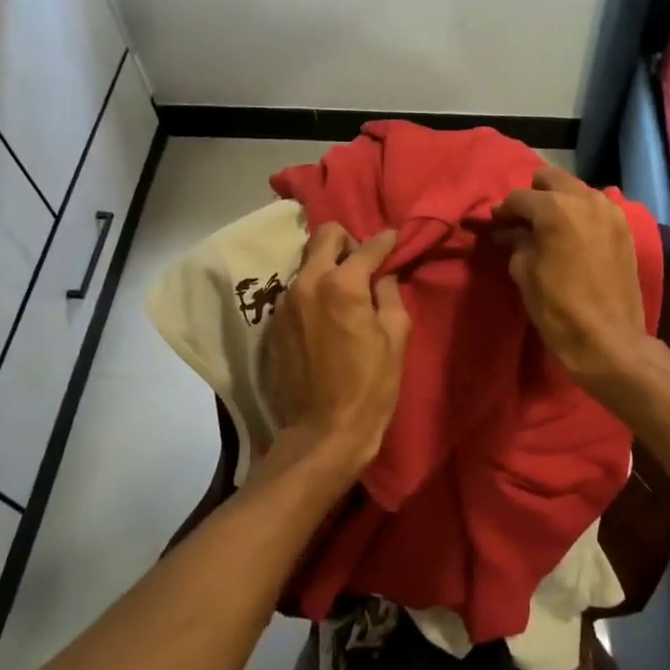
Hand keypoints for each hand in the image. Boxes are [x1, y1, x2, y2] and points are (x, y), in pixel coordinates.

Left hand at [262, 224, 409, 481]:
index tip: (393, 239)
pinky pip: (296, 291)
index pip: (367, 247)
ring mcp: (285, 303)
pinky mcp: (274, 323)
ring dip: (328, 267)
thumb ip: (390, 296)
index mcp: (342, 285)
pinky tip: (326, 314)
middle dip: (348, 241)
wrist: (323, 432)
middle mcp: (307, 283)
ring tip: (345, 290)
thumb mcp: (395, 339)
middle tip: (365, 263)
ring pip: (307, 262)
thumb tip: (384, 276)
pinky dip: (313, 291)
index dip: (385, 241)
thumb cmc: (369, 387)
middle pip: (325, 237)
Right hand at [493, 166, 651, 390]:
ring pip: (576, 190)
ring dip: (559, 202)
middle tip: (522, 221)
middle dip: (533, 195)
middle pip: (550, 178)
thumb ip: (515, 242)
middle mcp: (585, 198)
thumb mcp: (524, 273)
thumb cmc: (558, 307)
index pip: (519, 197)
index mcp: (555, 207)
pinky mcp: (624, 228)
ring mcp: (610, 211)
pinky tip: (573, 237)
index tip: (494, 224)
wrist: (609, 339)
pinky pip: (596, 207)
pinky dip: (581, 214)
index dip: (502, 211)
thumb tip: (507, 231)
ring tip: (548, 229)